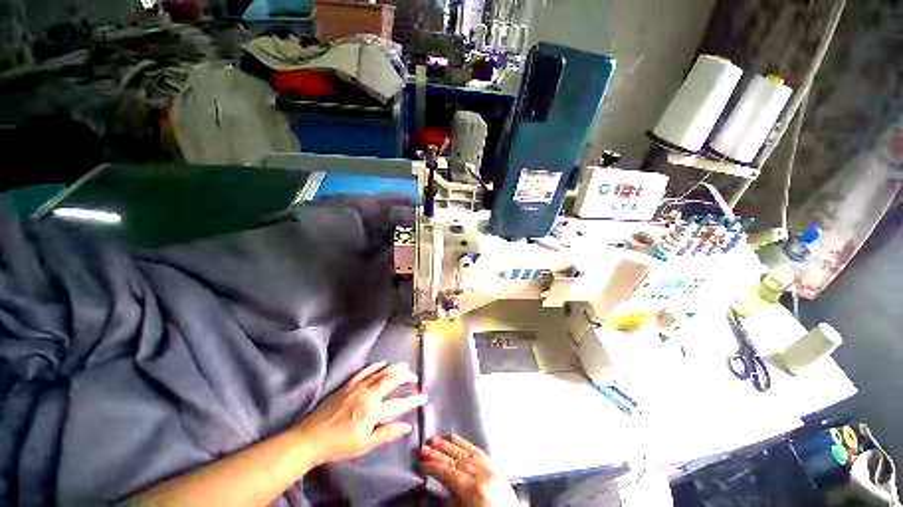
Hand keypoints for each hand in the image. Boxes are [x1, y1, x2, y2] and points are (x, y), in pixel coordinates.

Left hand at [295, 362, 427, 465]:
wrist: (311, 438)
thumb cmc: (339, 445)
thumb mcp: (365, 445)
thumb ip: (387, 433)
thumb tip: (407, 427)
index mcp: (373, 411)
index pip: (399, 404)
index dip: (413, 400)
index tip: (424, 397)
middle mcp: (368, 395)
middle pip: (391, 381)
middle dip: (405, 377)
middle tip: (414, 377)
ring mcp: (357, 387)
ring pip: (380, 373)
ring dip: (393, 368)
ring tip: (404, 366)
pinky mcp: (348, 385)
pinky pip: (364, 371)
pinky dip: (374, 366)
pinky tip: (382, 362)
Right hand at [421, 435, 517, 506]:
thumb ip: (452, 494)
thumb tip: (439, 479)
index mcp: (473, 488)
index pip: (448, 472)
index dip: (433, 466)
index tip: (421, 462)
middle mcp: (481, 474)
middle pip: (455, 459)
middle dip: (438, 453)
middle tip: (424, 447)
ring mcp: (489, 468)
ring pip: (465, 452)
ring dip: (449, 446)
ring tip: (436, 440)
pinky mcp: (495, 467)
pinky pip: (478, 452)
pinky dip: (465, 444)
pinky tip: (456, 439)